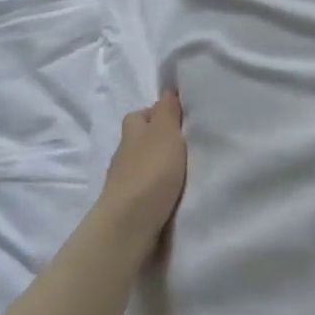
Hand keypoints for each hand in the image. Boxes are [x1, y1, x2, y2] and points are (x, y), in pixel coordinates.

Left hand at [98, 91, 187, 241]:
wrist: (130, 223)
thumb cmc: (151, 171)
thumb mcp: (165, 132)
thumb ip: (167, 111)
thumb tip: (168, 91)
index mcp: (132, 130)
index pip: (143, 114)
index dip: (161, 113)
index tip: (183, 119)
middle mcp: (124, 152)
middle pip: (143, 139)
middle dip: (162, 140)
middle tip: (190, 146)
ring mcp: (124, 180)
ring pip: (145, 164)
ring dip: (161, 166)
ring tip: (187, 171)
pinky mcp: (129, 204)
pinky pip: (147, 187)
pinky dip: (159, 187)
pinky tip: (175, 193)